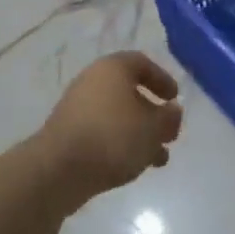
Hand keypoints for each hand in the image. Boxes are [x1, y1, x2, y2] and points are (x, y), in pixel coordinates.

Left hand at [39, 53, 183, 203]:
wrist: (59, 170)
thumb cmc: (113, 137)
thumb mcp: (153, 127)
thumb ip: (169, 117)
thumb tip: (173, 110)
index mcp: (112, 69)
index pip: (142, 63)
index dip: (162, 79)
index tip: (175, 99)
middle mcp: (92, 82)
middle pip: (129, 92)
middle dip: (153, 113)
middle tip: (169, 133)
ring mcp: (78, 109)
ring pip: (118, 116)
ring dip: (140, 134)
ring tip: (159, 159)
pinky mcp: (69, 134)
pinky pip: (103, 132)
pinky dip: (121, 144)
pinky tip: (135, 166)